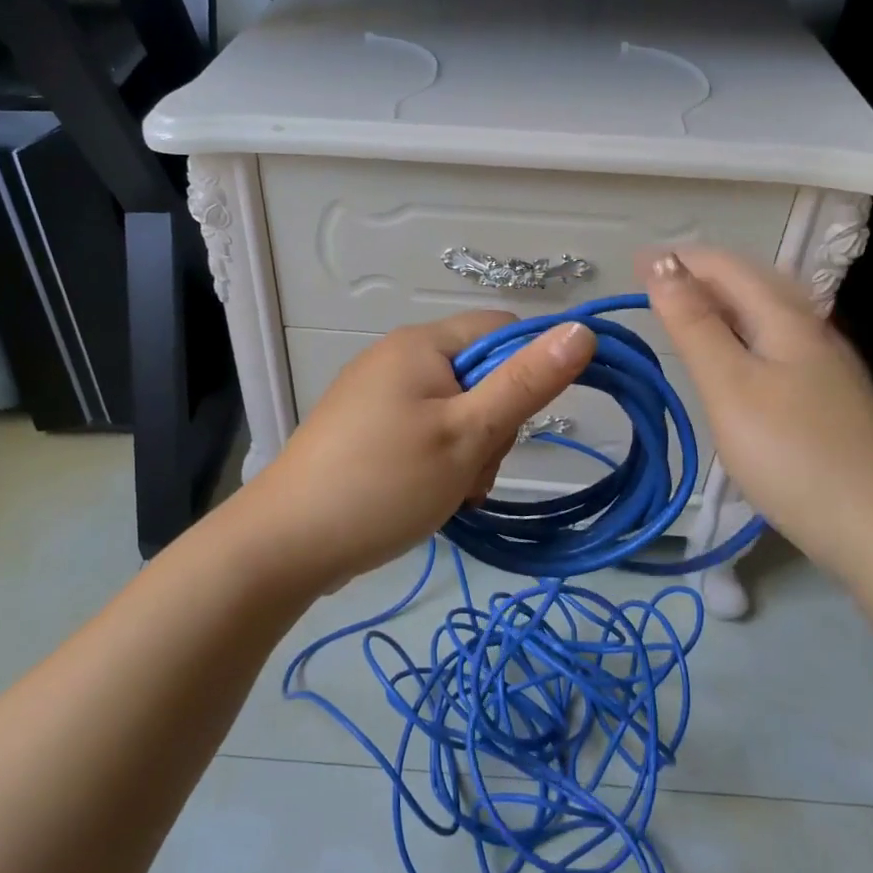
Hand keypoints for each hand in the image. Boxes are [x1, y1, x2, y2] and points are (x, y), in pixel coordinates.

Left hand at [237, 312, 596, 589]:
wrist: (289, 542)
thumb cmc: (385, 481)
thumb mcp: (467, 433)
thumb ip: (526, 383)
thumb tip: (582, 329)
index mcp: (422, 345)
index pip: (502, 330)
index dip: (529, 369)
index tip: (525, 422)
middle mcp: (398, 359)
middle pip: (480, 376)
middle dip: (492, 428)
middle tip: (473, 472)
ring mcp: (378, 397)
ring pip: (456, 413)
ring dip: (468, 454)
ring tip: (450, 494)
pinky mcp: (367, 432)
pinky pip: (425, 434)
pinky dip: (439, 464)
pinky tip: (429, 499)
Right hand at [643, 248, 872, 574]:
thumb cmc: (789, 452)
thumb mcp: (729, 385)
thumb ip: (694, 324)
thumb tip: (663, 265)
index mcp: (787, 318)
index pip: (727, 267)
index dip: (679, 259)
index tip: (632, 265)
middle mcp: (811, 329)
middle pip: (751, 284)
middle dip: (698, 275)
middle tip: (649, 286)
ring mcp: (824, 364)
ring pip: (764, 315)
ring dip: (718, 304)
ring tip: (679, 314)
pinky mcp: (825, 397)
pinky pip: (773, 343)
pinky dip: (737, 334)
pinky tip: (729, 358)